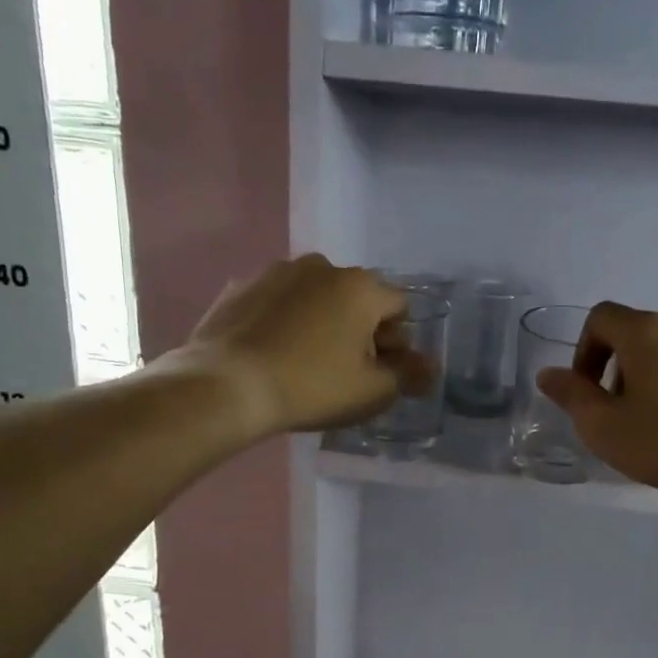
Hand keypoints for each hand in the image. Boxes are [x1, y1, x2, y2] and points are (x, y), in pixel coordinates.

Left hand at [166, 255, 425, 435]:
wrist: (228, 386)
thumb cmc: (313, 387)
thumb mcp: (372, 391)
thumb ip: (408, 375)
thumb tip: (430, 367)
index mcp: (361, 287)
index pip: (399, 307)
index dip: (398, 340)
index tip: (381, 370)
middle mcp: (322, 267)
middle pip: (357, 297)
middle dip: (361, 328)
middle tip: (347, 369)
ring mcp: (276, 272)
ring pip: (316, 296)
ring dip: (323, 321)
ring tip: (306, 360)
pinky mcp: (241, 286)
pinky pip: (279, 302)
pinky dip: (286, 320)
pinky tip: (274, 352)